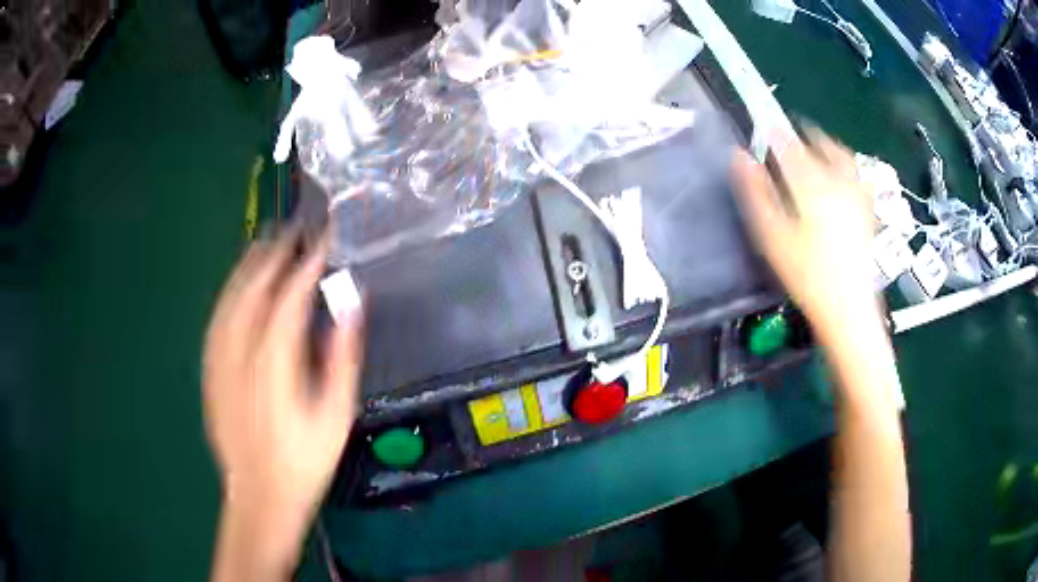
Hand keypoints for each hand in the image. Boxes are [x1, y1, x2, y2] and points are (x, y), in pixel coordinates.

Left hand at [203, 228, 362, 577]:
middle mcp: (241, 352)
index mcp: (275, 361)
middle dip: (273, 255)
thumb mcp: (336, 414)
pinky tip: (235, 289)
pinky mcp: (211, 372)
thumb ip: (341, 357)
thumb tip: (351, 307)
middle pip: (254, 290)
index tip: (323, 240)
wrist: (261, 494)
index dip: (307, 264)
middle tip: (292, 231)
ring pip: (230, 301)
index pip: (290, 296)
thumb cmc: (304, 460)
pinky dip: (227, 296)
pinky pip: (216, 321)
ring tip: (262, 245)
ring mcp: (221, 361)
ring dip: (247, 269)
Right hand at [732, 130, 881, 340]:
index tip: (765, 128)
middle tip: (793, 138)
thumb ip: (755, 192)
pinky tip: (848, 174)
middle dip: (805, 137)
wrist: (847, 308)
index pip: (789, 146)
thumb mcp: (772, 236)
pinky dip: (851, 168)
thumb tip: (739, 156)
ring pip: (843, 157)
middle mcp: (836, 181)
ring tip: (819, 147)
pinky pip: (861, 177)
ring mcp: (856, 195)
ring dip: (829, 146)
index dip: (775, 134)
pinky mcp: (868, 212)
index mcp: (810, 183)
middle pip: (821, 146)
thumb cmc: (806, 274)